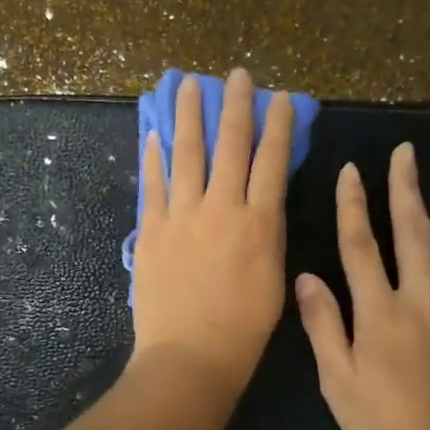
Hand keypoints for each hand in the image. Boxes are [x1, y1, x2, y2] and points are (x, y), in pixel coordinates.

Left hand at [131, 68, 294, 392]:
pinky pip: (152, 185)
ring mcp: (181, 216)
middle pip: (230, 145)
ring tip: (186, 84)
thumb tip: (261, 200)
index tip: (279, 97)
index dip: (277, 125)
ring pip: (186, 154)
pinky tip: (152, 133)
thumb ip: (266, 233)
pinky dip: (152, 157)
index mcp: (259, 222)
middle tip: (235, 74)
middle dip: (234, 105)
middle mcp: (221, 208)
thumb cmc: (243, 328)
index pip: (271, 160)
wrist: (191, 355)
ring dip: (187, 116)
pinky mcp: (150, 230)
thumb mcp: (273, 277)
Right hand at [294, 143, 429, 429]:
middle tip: (408, 154)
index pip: (360, 246)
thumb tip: (307, 276)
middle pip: (412, 237)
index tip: (351, 170)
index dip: (352, 206)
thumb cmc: (383, 426)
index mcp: (379, 312)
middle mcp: (420, 304)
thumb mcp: (337, 380)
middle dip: (406, 191)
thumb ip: (323, 324)